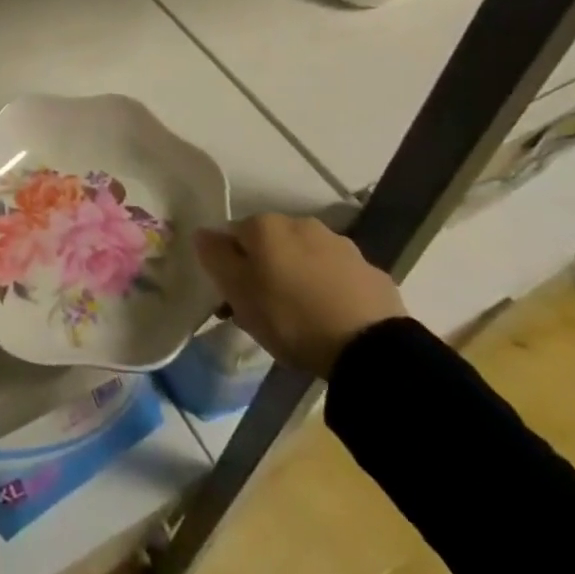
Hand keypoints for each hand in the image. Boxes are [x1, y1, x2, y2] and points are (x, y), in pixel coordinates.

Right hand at [192, 213, 405, 377]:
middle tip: (264, 311)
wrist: (371, 349)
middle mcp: (301, 224)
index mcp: (265, 225)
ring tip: (301, 319)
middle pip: (270, 245)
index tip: (233, 299)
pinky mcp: (372, 273)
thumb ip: (215, 256)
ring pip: (305, 258)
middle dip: (265, 270)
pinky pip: (338, 278)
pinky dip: (330, 291)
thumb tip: (202, 233)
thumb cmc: (290, 317)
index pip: (232, 236)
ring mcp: (341, 246)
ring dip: (298, 278)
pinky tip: (332, 320)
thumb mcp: (238, 292)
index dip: (229, 267)